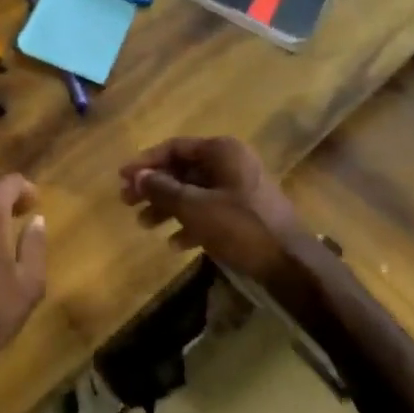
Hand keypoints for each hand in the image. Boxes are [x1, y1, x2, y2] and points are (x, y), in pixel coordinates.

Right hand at [119, 137, 306, 287]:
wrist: (291, 265)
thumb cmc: (241, 227)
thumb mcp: (196, 208)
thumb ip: (163, 189)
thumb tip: (137, 176)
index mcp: (222, 151)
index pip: (174, 147)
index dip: (145, 162)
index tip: (122, 178)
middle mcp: (231, 163)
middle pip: (183, 170)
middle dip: (154, 187)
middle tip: (127, 203)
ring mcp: (240, 189)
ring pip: (194, 192)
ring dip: (168, 207)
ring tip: (144, 225)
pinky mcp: (246, 213)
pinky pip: (209, 211)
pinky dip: (190, 223)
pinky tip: (174, 244)